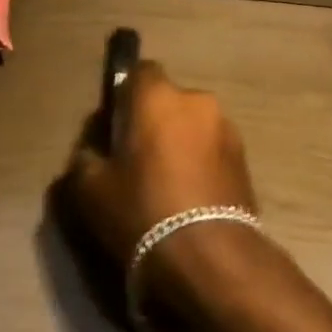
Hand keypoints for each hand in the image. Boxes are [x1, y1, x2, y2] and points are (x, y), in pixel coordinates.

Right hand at [64, 59, 260, 275]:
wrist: (212, 260)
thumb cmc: (144, 211)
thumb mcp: (91, 191)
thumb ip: (85, 159)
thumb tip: (92, 152)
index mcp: (157, 96)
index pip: (140, 71)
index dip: (126, 95)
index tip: (116, 126)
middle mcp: (196, 100)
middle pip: (169, 101)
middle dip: (156, 122)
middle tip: (139, 160)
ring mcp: (226, 129)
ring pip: (193, 126)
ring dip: (182, 143)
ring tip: (169, 185)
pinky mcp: (246, 160)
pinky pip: (213, 151)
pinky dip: (202, 165)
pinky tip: (191, 199)